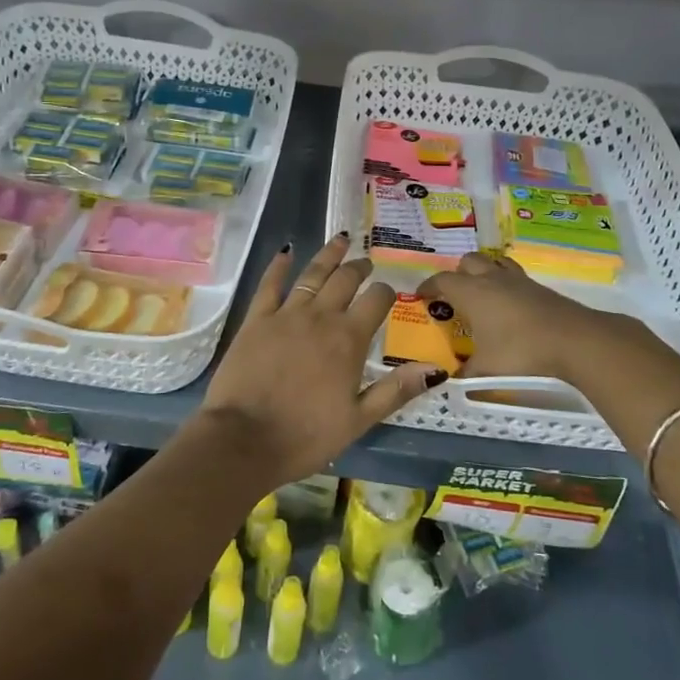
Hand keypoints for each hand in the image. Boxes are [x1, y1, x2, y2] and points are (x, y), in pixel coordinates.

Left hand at [196, 234, 444, 487]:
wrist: (243, 439)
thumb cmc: (306, 436)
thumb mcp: (358, 420)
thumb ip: (396, 390)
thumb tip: (435, 369)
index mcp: (349, 339)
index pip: (376, 301)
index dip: (386, 292)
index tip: (389, 291)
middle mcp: (320, 317)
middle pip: (345, 280)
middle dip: (359, 268)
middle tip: (366, 263)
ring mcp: (286, 314)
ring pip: (312, 274)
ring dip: (328, 256)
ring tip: (340, 240)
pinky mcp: (256, 319)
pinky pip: (270, 284)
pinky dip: (280, 265)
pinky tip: (287, 252)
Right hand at [417, 253, 666, 382]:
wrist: (574, 339)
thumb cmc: (521, 351)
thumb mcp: (487, 369)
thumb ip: (466, 375)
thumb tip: (449, 382)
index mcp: (471, 293)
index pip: (442, 280)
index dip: (429, 286)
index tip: (421, 296)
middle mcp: (492, 279)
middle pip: (468, 262)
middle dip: (457, 274)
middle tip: (454, 296)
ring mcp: (518, 281)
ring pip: (494, 263)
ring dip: (484, 273)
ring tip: (482, 293)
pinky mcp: (539, 288)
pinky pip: (514, 276)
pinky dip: (506, 284)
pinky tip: (510, 306)